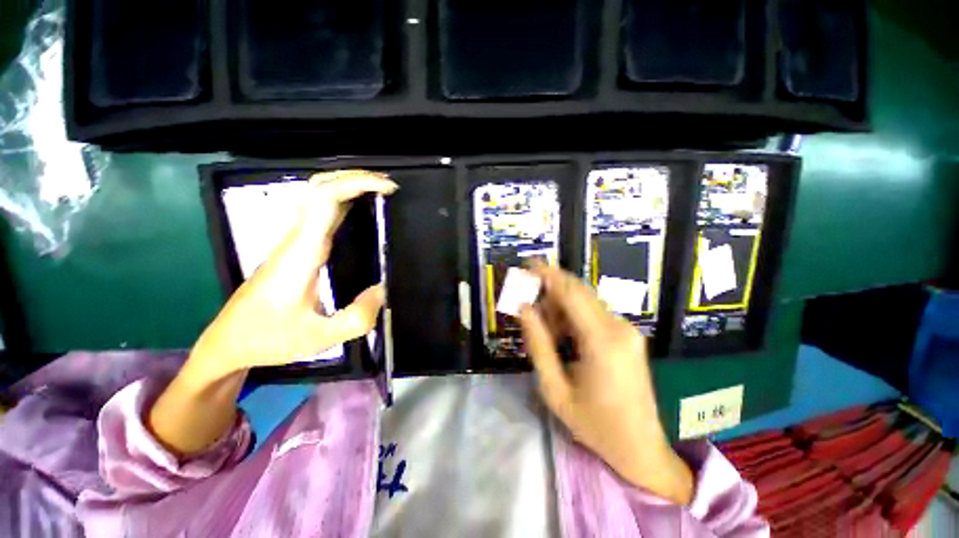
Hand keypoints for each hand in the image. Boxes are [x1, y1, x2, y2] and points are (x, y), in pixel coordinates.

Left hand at [187, 170, 397, 382]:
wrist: (229, 343)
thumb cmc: (269, 339)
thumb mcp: (320, 338)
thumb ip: (357, 317)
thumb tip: (383, 289)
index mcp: (300, 253)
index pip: (325, 200)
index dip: (356, 185)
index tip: (387, 189)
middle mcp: (295, 239)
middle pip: (318, 188)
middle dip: (354, 178)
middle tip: (387, 185)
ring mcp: (292, 241)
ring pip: (316, 197)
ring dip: (347, 186)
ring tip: (379, 191)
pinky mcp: (294, 248)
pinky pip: (319, 213)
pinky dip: (342, 201)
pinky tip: (359, 208)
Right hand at [519, 265, 694, 503]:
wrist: (641, 447)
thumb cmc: (594, 425)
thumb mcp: (554, 389)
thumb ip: (538, 344)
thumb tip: (524, 309)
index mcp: (601, 342)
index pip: (570, 293)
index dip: (547, 274)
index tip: (527, 263)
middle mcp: (618, 327)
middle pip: (578, 291)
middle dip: (549, 289)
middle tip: (528, 303)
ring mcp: (626, 330)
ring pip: (585, 301)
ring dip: (560, 306)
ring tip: (545, 330)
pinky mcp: (626, 335)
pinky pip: (593, 313)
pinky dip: (572, 316)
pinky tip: (563, 336)